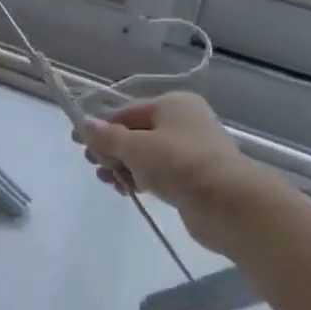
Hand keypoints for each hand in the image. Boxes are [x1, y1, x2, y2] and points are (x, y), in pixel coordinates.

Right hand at [76, 92, 254, 224]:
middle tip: (94, 164)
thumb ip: (105, 136)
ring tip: (109, 181)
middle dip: (111, 149)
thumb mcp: (134, 147)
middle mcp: (184, 123)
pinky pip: (159, 174)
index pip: (126, 112)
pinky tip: (127, 190)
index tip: (78, 142)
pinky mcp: (195, 179)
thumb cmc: (180, 164)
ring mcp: (192, 151)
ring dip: (123, 166)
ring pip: (146, 155)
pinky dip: (141, 179)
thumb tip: (84, 125)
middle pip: (136, 133)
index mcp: (173, 104)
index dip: (100, 126)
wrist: (232, 205)